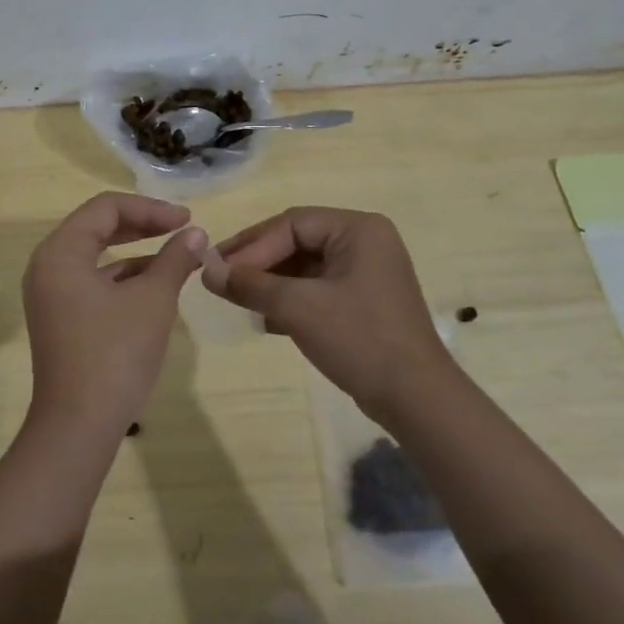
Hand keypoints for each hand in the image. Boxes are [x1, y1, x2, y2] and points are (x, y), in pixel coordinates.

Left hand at [21, 193, 207, 441]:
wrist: (79, 426)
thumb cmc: (115, 353)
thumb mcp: (153, 300)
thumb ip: (174, 259)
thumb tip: (196, 234)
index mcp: (60, 252)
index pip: (106, 208)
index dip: (150, 208)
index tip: (187, 219)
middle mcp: (48, 266)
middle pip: (98, 227)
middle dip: (143, 225)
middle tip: (183, 229)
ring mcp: (51, 295)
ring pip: (97, 256)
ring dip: (137, 252)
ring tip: (177, 257)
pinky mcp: (61, 318)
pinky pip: (93, 282)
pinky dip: (124, 277)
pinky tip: (156, 286)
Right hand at [202, 206, 451, 425]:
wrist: (416, 399)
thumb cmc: (359, 340)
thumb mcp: (298, 308)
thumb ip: (250, 284)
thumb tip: (206, 270)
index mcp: (358, 229)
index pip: (291, 224)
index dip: (251, 245)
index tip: (217, 268)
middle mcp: (365, 241)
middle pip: (297, 241)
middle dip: (258, 262)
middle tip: (219, 277)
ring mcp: (367, 272)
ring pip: (305, 266)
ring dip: (270, 282)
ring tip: (236, 298)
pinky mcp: (364, 301)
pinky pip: (318, 287)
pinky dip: (290, 299)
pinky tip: (263, 318)